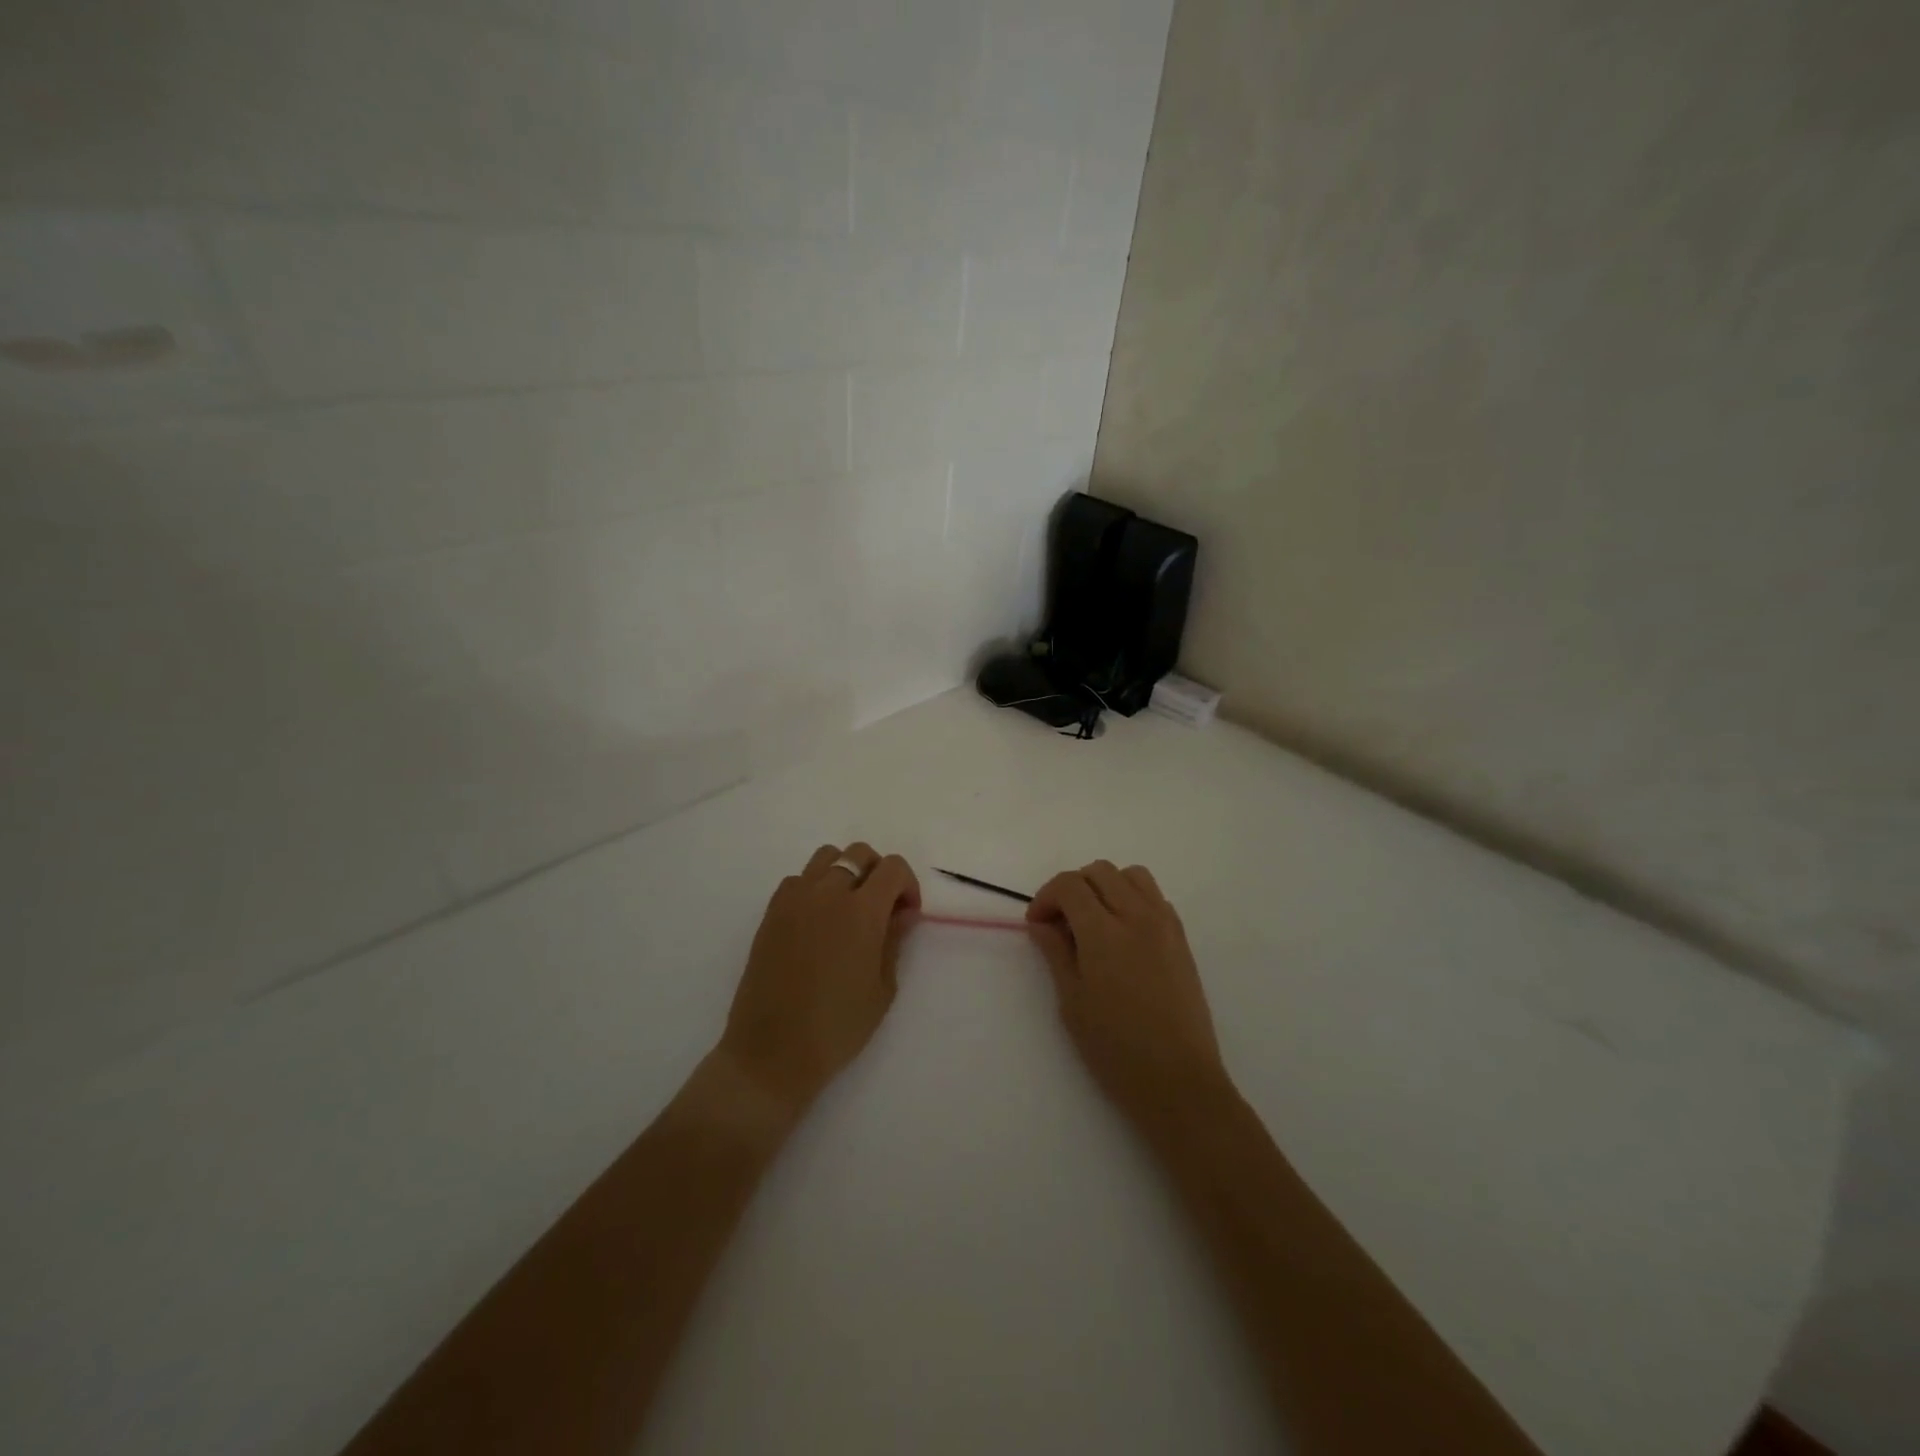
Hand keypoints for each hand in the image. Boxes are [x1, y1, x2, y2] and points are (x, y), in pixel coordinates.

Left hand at [715, 842, 920, 1118]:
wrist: (772, 1052)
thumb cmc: (837, 1027)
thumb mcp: (882, 987)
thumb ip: (894, 940)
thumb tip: (902, 912)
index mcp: (862, 911)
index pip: (893, 867)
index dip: (907, 885)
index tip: (906, 914)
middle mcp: (828, 893)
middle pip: (859, 853)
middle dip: (878, 873)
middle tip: (881, 909)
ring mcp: (794, 899)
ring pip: (826, 857)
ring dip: (844, 872)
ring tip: (847, 908)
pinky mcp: (771, 912)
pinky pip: (798, 880)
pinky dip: (814, 887)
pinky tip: (816, 922)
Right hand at [1026, 861, 1228, 1129]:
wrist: (1178, 1081)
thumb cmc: (1116, 1048)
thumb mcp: (1072, 1002)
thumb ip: (1056, 952)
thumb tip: (1042, 923)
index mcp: (1104, 932)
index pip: (1069, 885)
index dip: (1045, 897)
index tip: (1037, 924)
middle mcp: (1137, 916)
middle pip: (1099, 871)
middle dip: (1072, 887)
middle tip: (1061, 922)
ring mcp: (1165, 924)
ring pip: (1131, 875)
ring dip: (1106, 886)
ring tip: (1094, 921)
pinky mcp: (1182, 939)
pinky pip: (1155, 897)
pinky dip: (1133, 899)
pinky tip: (1123, 934)